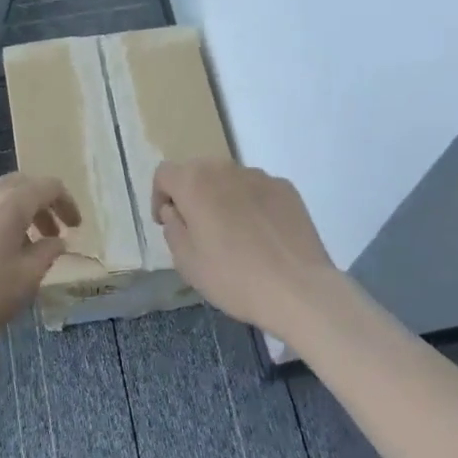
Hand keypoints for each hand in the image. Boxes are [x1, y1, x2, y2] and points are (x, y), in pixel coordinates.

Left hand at [0, 172, 80, 354]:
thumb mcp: (27, 279)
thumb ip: (48, 253)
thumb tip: (55, 241)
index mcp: (10, 202)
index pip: (49, 186)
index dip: (66, 203)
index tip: (74, 226)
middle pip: (18, 185)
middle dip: (38, 204)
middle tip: (49, 232)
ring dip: (9, 213)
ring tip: (14, 245)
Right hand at [152, 160, 338, 330]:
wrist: (298, 289)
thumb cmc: (233, 277)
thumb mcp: (186, 261)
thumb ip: (173, 228)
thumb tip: (175, 210)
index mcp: (195, 182)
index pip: (165, 173)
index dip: (159, 196)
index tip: (167, 222)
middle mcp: (226, 169)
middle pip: (198, 171)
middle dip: (191, 194)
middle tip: (197, 228)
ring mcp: (260, 176)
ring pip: (229, 180)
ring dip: (222, 198)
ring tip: (233, 234)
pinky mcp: (287, 189)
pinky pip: (258, 190)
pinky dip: (251, 204)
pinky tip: (261, 236)